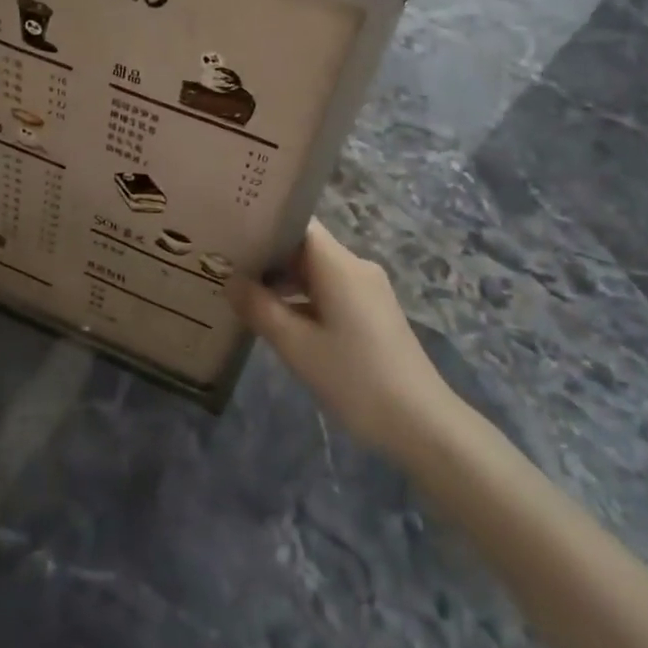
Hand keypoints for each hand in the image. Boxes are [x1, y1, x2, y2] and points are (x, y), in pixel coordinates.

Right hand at [230, 220, 456, 459]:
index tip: (230, 235)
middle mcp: (356, 268)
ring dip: (283, 282)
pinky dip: (303, 299)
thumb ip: (260, 308)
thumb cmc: (354, 378)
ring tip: (243, 294)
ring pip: (316, 272)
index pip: (297, 224)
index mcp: (339, 265)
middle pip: (305, 247)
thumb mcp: (297, 346)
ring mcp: (367, 291)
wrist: (421, 423)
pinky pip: (330, 291)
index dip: (264, 225)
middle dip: (267, 257)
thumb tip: (231, 280)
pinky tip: (278, 320)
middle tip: (226, 267)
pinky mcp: (372, 314)